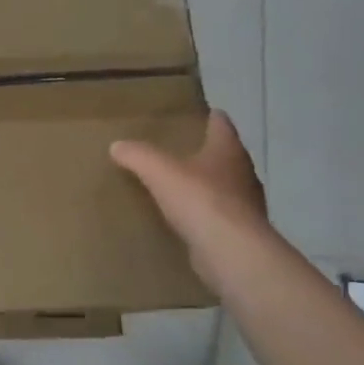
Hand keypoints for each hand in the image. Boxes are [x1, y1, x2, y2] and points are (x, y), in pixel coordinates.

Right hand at [110, 110, 269, 291]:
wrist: (231, 251)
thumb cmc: (199, 200)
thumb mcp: (158, 170)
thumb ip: (137, 155)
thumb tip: (117, 145)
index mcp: (228, 152)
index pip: (222, 126)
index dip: (214, 118)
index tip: (207, 113)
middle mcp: (243, 174)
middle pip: (227, 156)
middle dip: (210, 153)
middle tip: (186, 149)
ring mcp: (246, 205)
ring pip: (226, 186)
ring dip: (209, 184)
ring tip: (183, 184)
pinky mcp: (240, 232)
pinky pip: (219, 214)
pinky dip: (205, 212)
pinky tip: (188, 217)